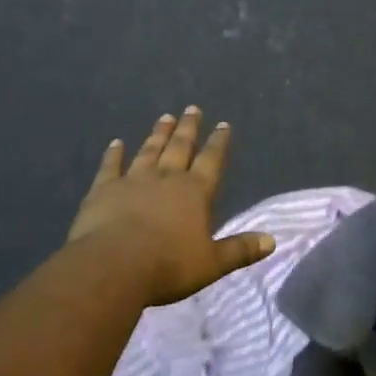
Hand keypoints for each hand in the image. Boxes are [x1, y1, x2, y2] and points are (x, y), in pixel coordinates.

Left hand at [68, 108, 275, 305]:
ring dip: (158, 134)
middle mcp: (166, 178)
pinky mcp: (104, 189)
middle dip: (188, 128)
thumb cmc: (168, 266)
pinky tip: (116, 142)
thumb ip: (240, 250)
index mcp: (194, 192)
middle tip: (192, 108)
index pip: (211, 160)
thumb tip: (272, 241)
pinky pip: (111, 166)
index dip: (218, 142)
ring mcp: (133, 180)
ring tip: (165, 117)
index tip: (223, 124)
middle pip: (180, 147)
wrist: (114, 266)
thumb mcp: (212, 264)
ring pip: (149, 151)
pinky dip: (114, 154)